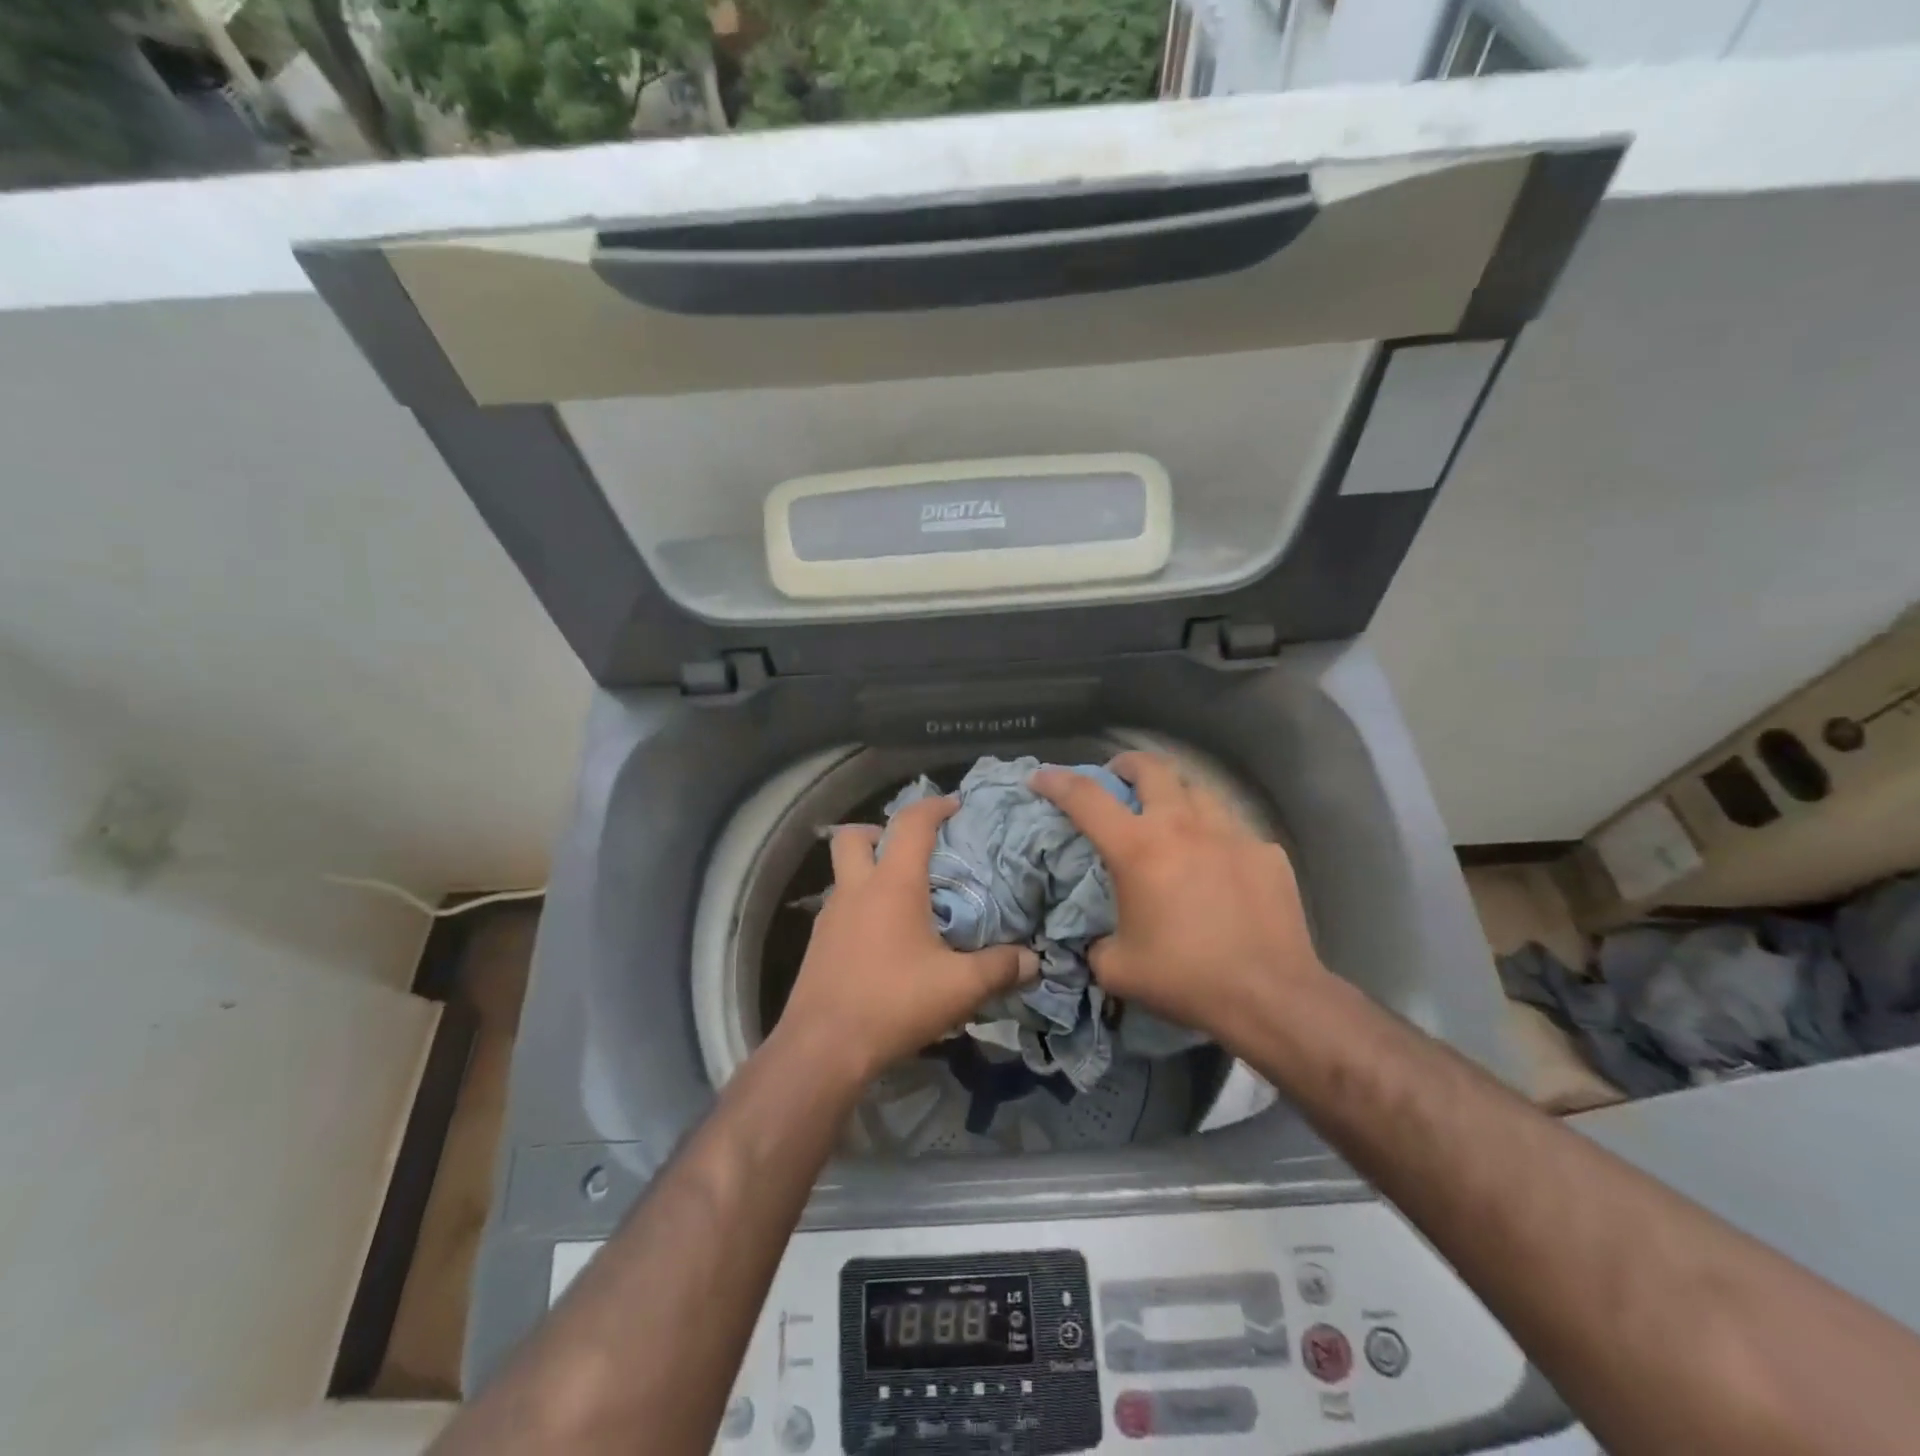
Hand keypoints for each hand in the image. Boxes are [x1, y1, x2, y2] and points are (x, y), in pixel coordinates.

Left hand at [778, 797, 1037, 1087]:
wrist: (823, 1048)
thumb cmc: (893, 1003)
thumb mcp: (958, 988)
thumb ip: (999, 969)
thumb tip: (1032, 960)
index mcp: (892, 885)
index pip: (911, 824)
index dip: (934, 806)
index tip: (955, 805)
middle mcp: (856, 890)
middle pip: (853, 837)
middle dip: (880, 831)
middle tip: (910, 850)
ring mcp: (830, 917)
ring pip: (843, 873)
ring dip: (868, 870)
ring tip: (903, 898)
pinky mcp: (818, 945)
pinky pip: (840, 907)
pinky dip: (860, 906)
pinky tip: (883, 938)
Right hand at [1031, 752, 1326, 1047]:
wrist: (1269, 996)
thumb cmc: (1184, 979)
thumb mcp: (1117, 968)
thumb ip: (1096, 944)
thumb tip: (1098, 938)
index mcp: (1138, 848)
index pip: (1086, 798)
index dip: (1057, 782)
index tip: (1041, 777)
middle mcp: (1182, 826)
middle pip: (1151, 768)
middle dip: (1126, 765)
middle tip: (1117, 779)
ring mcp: (1230, 834)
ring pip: (1197, 790)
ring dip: (1174, 795)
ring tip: (1170, 818)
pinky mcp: (1266, 852)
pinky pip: (1234, 830)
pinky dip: (1215, 838)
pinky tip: (1219, 867)